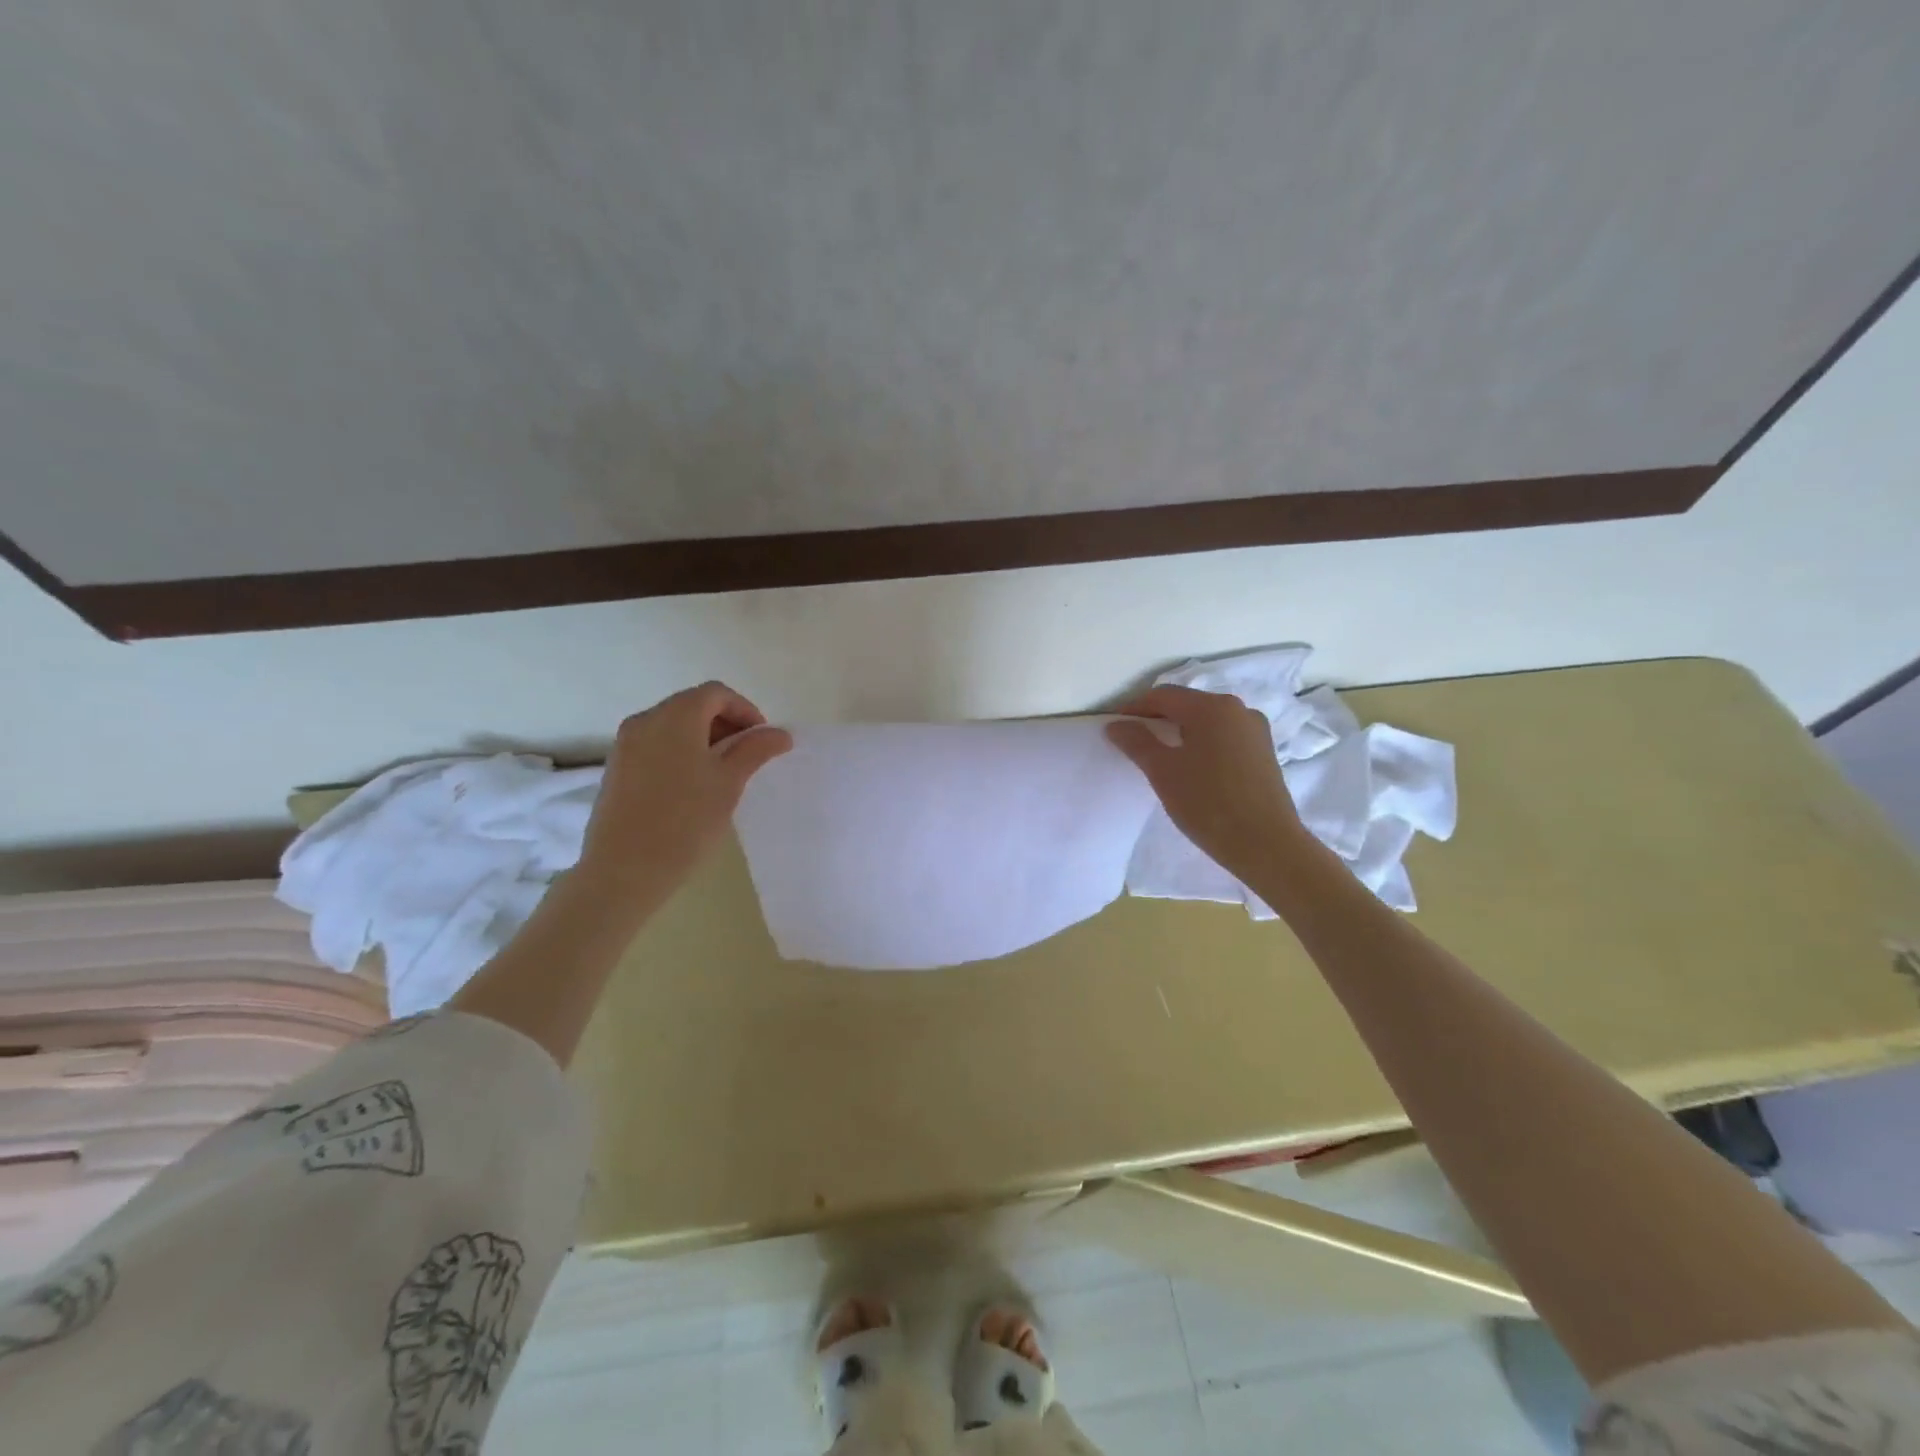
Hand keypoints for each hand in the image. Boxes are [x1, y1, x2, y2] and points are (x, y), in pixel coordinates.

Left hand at [576, 681, 791, 905]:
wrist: (624, 870)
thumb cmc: (685, 821)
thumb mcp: (730, 783)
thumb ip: (756, 750)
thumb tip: (780, 733)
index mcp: (675, 716)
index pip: (716, 694)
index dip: (745, 710)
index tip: (763, 740)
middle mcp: (645, 720)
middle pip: (692, 705)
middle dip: (725, 724)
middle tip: (747, 757)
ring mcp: (625, 744)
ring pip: (672, 726)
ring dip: (702, 739)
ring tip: (722, 774)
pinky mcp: (616, 768)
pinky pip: (655, 745)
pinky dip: (679, 752)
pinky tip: (692, 787)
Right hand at [1106, 685, 1308, 879]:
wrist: (1265, 845)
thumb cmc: (1208, 803)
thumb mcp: (1163, 771)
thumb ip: (1137, 742)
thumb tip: (1116, 725)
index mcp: (1212, 707)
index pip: (1163, 696)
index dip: (1134, 708)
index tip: (1114, 729)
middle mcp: (1238, 709)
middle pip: (1187, 705)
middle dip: (1157, 720)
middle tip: (1133, 743)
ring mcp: (1255, 731)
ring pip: (1207, 722)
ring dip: (1180, 733)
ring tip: (1160, 758)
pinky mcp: (1263, 753)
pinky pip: (1224, 738)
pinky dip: (1202, 744)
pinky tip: (1191, 769)